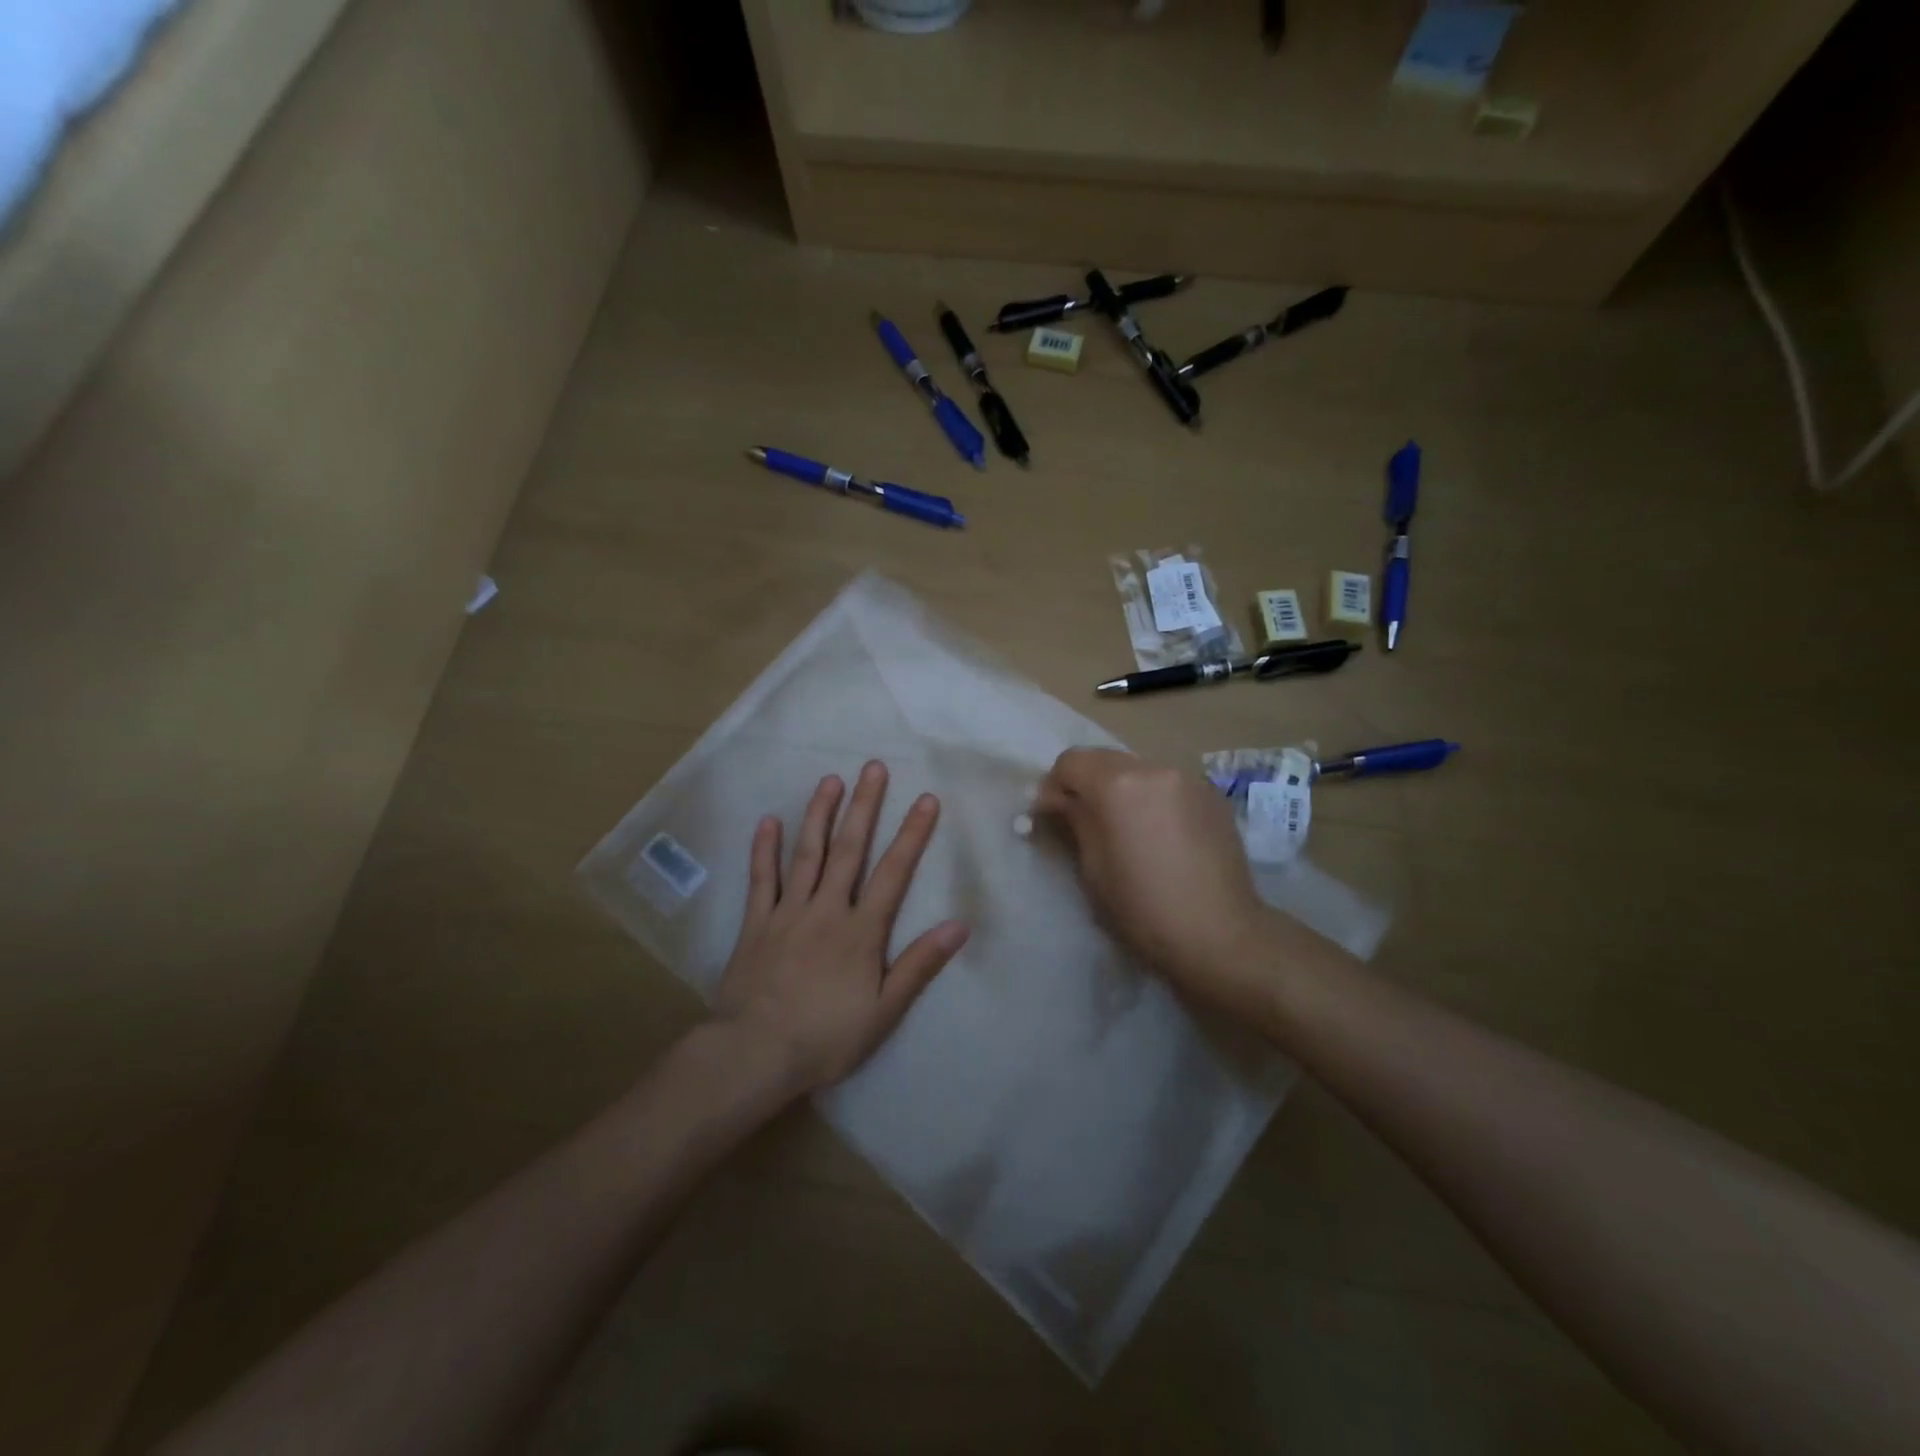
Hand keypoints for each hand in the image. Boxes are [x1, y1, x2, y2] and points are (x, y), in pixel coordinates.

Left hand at [714, 762, 970, 1094]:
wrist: (754, 1053)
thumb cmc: (825, 1037)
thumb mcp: (883, 1011)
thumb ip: (919, 965)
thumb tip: (958, 926)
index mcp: (861, 930)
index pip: (893, 873)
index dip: (912, 835)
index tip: (925, 800)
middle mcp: (826, 909)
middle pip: (848, 850)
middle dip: (864, 807)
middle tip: (873, 767)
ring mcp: (787, 912)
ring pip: (806, 854)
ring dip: (819, 814)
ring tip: (830, 780)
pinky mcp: (756, 923)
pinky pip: (761, 879)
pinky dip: (764, 849)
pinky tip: (768, 821)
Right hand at [1036, 748, 1274, 1011]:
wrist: (1220, 935)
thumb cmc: (1143, 908)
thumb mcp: (1093, 868)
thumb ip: (1074, 821)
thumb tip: (1058, 801)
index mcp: (1118, 785)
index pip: (1070, 762)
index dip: (1053, 786)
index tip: (1050, 816)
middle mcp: (1154, 768)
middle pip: (1105, 760)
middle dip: (1087, 785)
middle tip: (1083, 822)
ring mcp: (1189, 779)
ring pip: (1139, 771)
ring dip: (1122, 791)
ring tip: (1126, 830)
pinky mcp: (1213, 796)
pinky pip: (1168, 786)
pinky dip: (1153, 800)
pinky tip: (1160, 835)